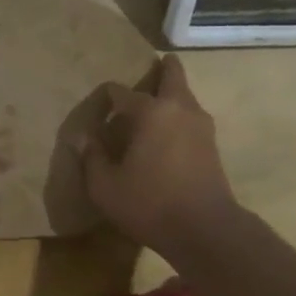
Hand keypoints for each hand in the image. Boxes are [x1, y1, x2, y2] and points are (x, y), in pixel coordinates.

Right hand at [80, 53, 240, 256]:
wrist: (205, 229)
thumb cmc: (149, 204)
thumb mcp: (105, 186)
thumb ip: (92, 158)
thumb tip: (83, 138)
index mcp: (151, 112)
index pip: (121, 92)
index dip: (106, 97)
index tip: (97, 105)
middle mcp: (179, 108)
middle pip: (172, 75)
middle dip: (160, 68)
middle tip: (150, 66)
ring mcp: (201, 126)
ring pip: (185, 96)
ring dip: (172, 92)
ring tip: (155, 102)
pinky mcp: (212, 145)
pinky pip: (191, 117)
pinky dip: (179, 114)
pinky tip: (166, 132)